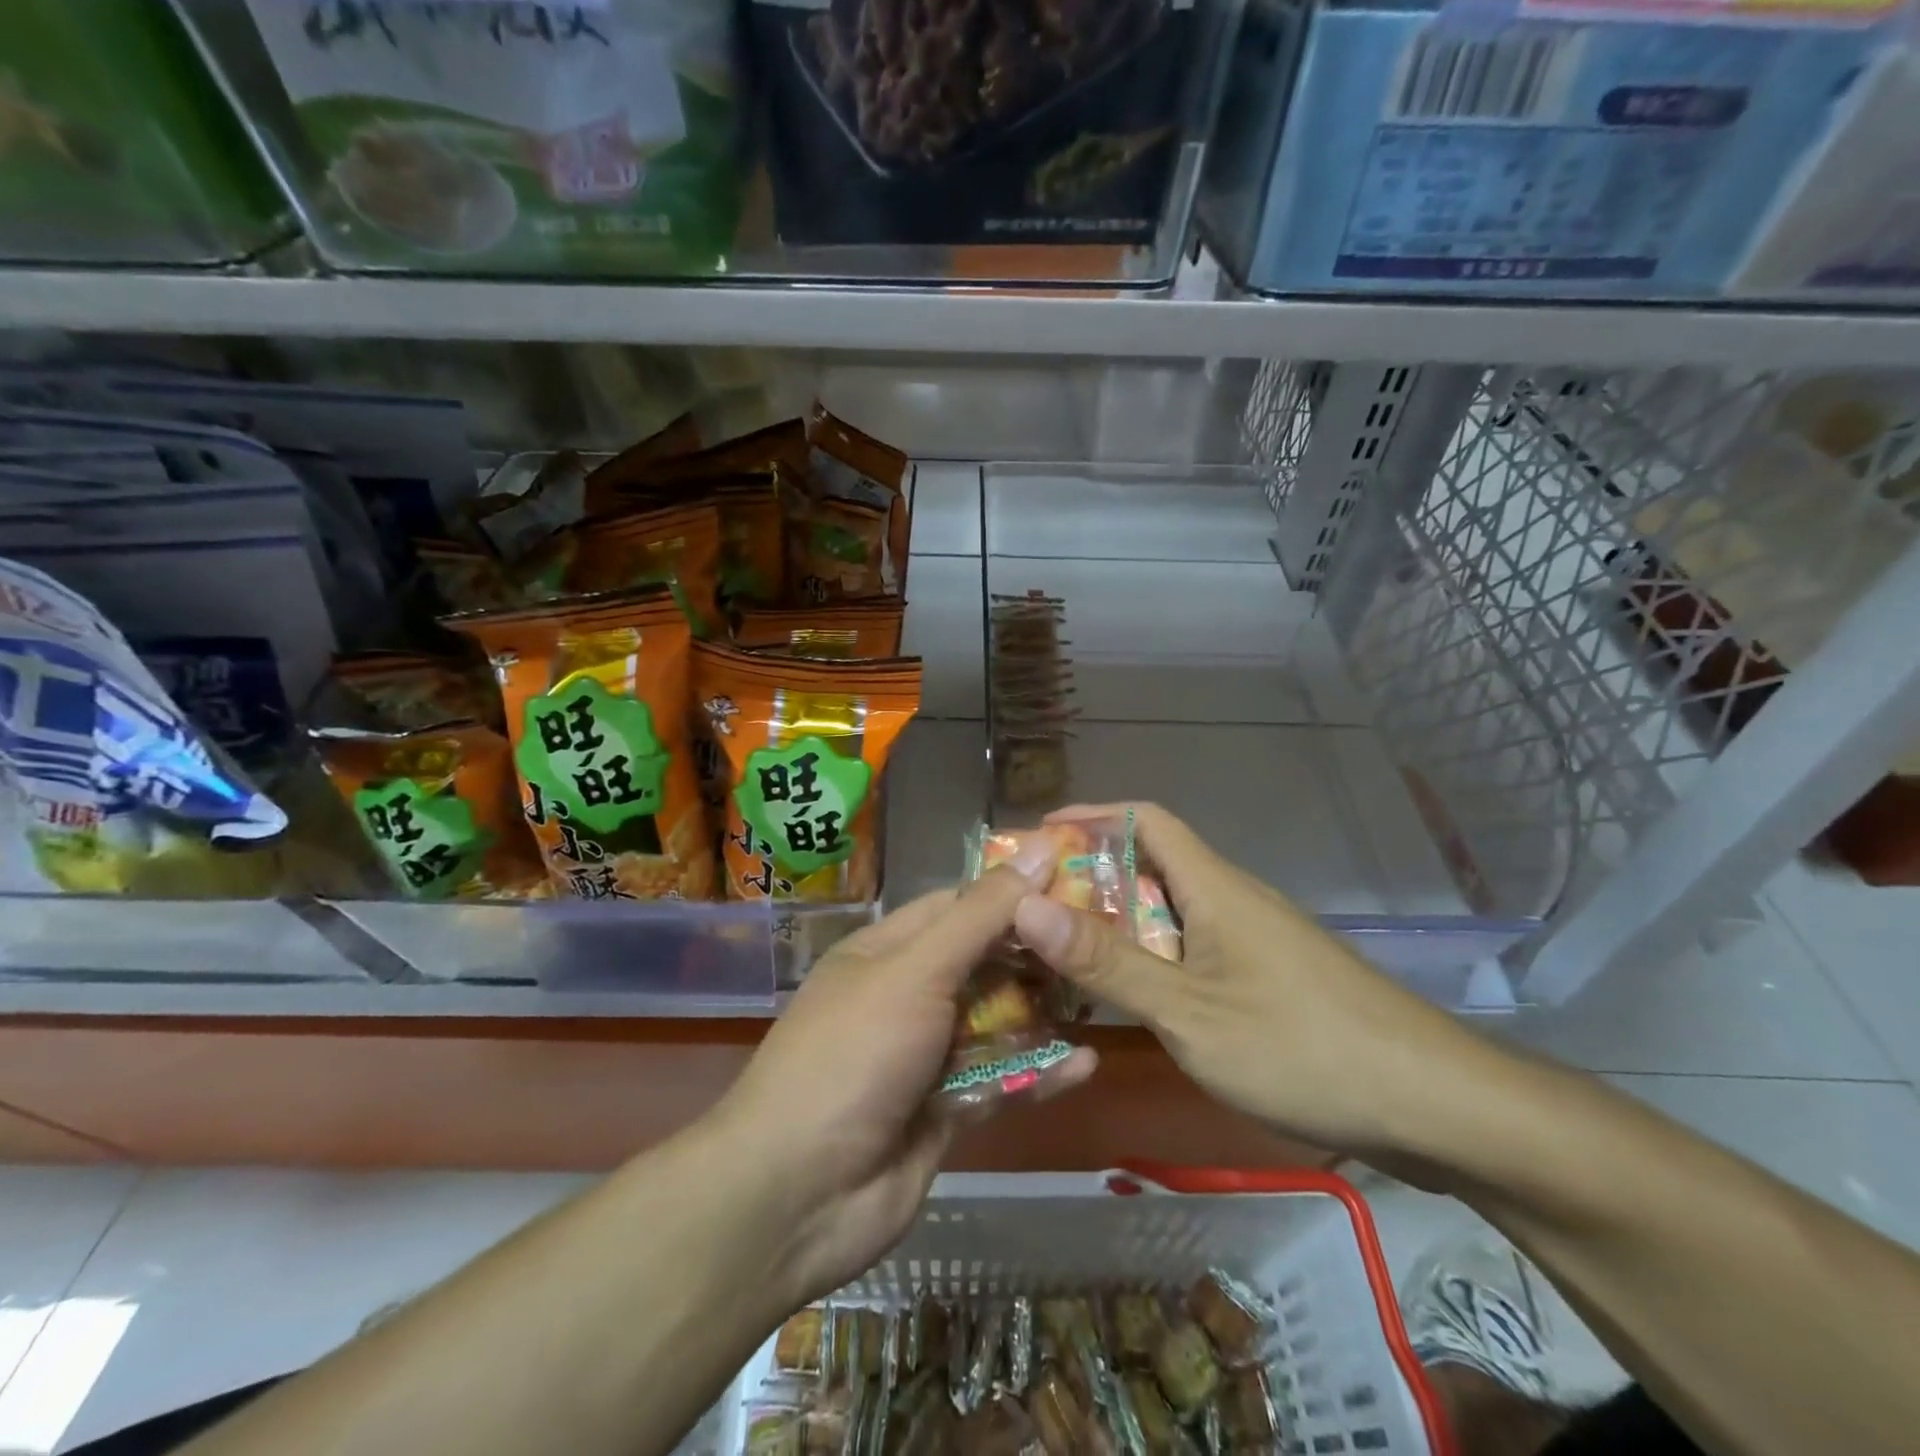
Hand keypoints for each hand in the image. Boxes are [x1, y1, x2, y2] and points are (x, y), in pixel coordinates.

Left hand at [713, 840, 1097, 1302]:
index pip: (959, 904)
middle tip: (1104, 942)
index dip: (1014, 891)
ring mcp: (926, 1055)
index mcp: (887, 950)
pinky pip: (1001, 1080)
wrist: (797, 1195)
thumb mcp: (917, 971)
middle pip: (983, 962)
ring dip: (1043, 1012)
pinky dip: (1038, 1072)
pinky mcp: (946, 1109)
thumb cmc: (854, 1054)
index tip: (1078, 882)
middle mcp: (907, 994)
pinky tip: (1086, 1063)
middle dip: (1037, 954)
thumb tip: (1038, 846)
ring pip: (996, 1021)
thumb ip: (981, 915)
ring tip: (1102, 996)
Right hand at [1011, 803, 1486, 1157]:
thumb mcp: (1188, 1011)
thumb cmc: (1301, 1046)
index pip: (1145, 819)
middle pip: (1150, 866)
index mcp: (1214, 887)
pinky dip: (1150, 961)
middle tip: (1031, 911)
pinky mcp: (1268, 980)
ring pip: (1170, 914)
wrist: (1435, 1106)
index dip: (1090, 816)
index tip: (1036, 839)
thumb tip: (1025, 906)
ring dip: (1117, 925)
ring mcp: (1254, 941)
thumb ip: (1106, 961)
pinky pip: (1192, 951)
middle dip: (1089, 880)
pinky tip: (1128, 1000)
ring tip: (1062, 955)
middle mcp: (1232, 901)